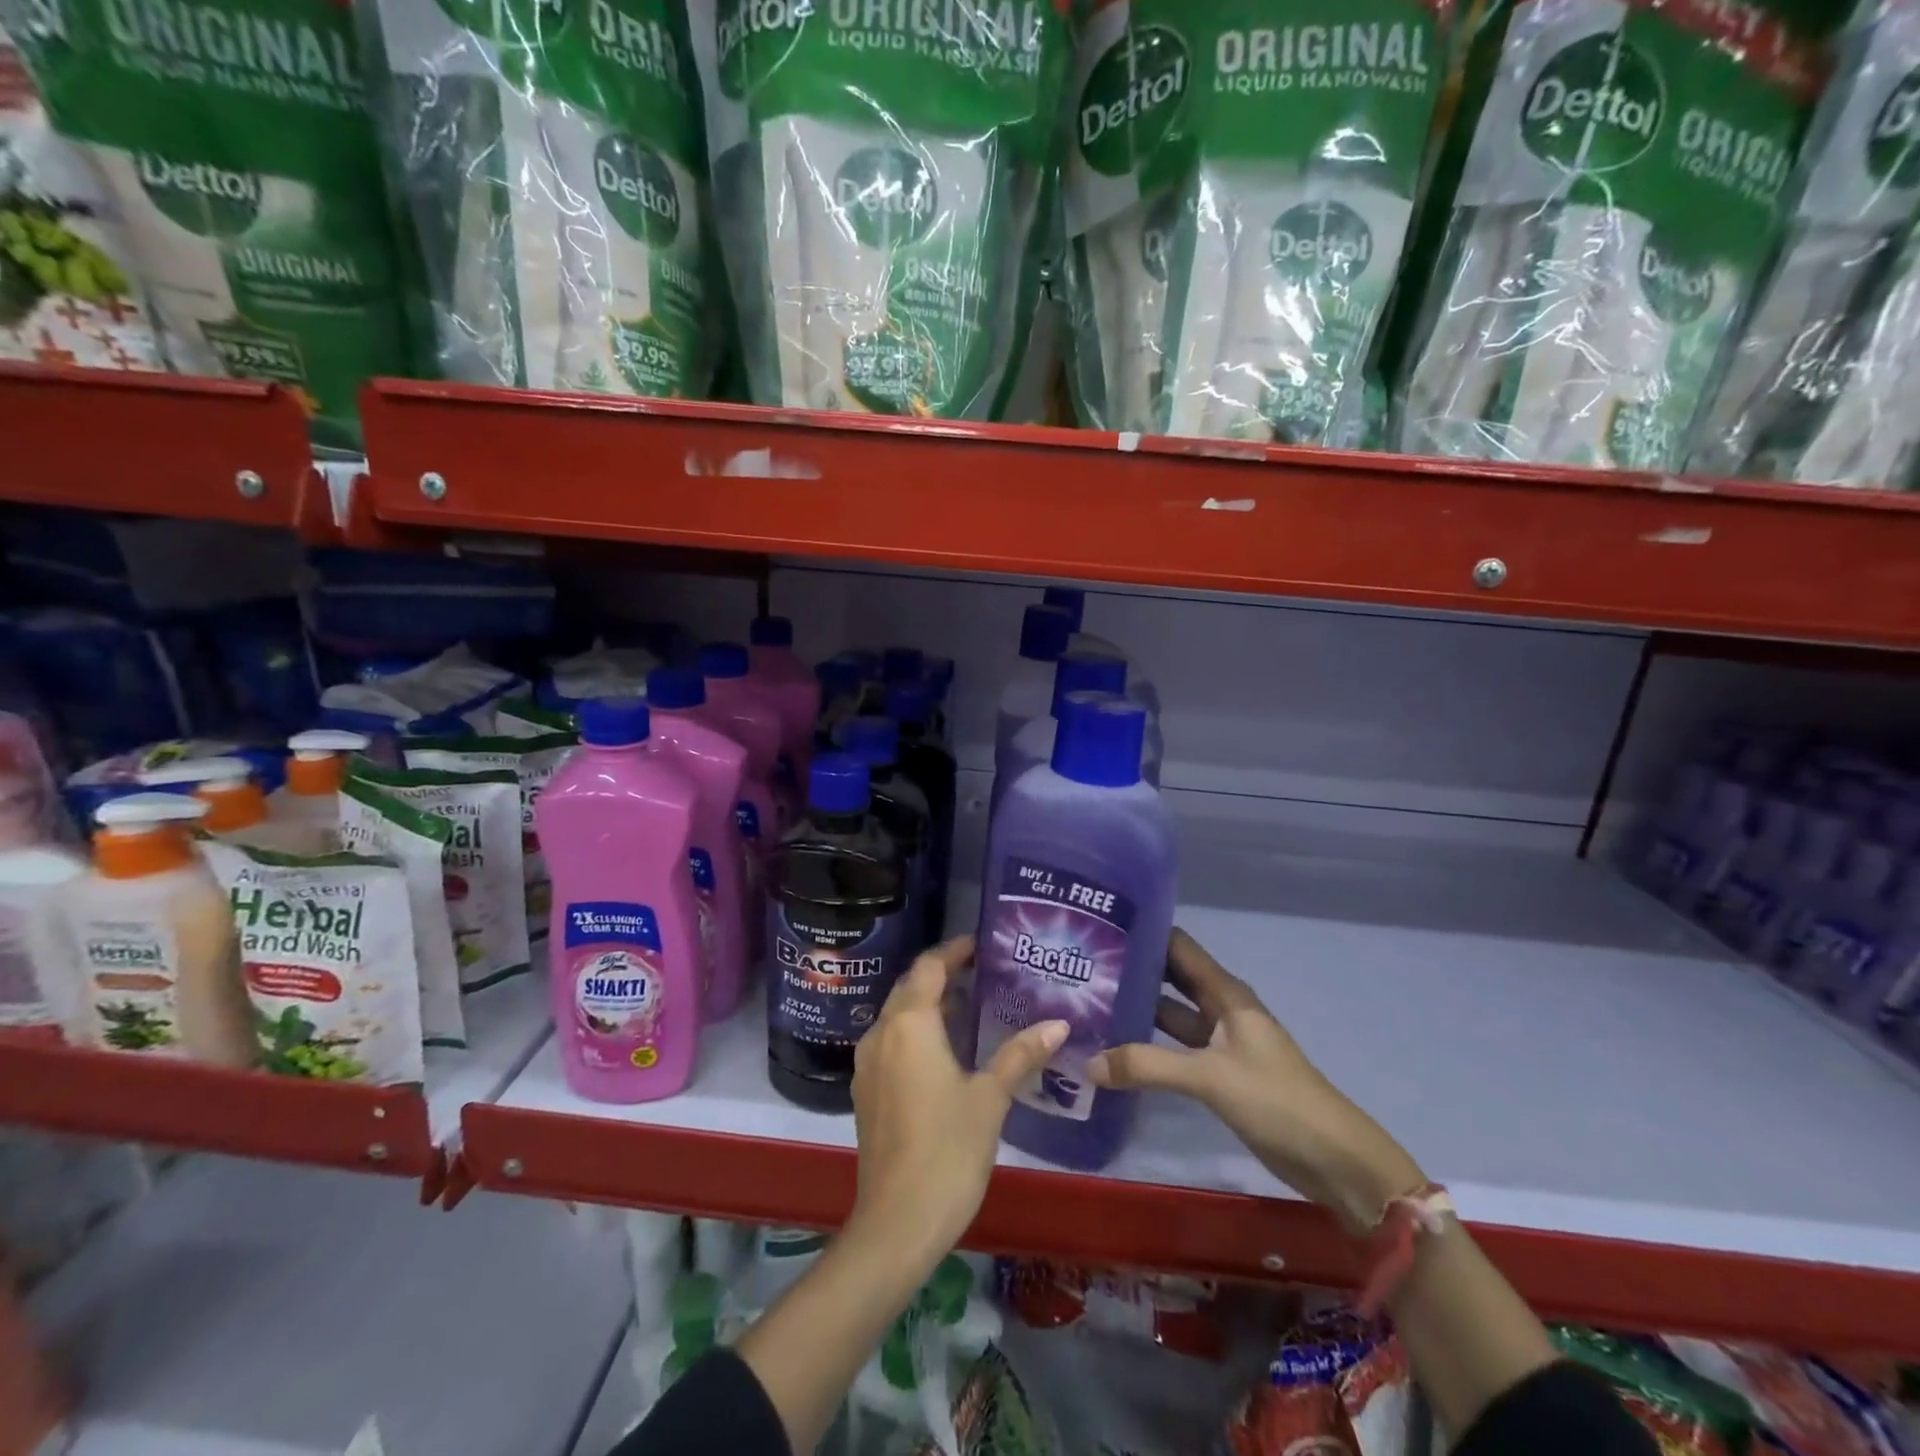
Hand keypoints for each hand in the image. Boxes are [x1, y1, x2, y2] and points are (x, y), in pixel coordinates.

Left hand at [849, 936, 1066, 1260]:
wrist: (896, 1222)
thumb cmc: (948, 1149)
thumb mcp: (991, 1098)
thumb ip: (1020, 1055)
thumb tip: (1058, 1025)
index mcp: (909, 1024)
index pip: (929, 967)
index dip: (953, 951)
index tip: (980, 946)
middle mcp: (880, 1033)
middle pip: (910, 987)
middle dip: (941, 975)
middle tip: (981, 973)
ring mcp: (867, 1064)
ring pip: (897, 1016)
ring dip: (927, 1005)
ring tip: (969, 1007)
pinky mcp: (865, 1091)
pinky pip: (890, 1043)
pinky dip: (915, 1033)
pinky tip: (944, 1052)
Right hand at [1087, 928, 1423, 1230]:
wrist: (1335, 1160)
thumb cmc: (1276, 1100)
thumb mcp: (1209, 1077)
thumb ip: (1147, 1066)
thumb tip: (1088, 1062)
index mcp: (1226, 992)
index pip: (1178, 945)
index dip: (1142, 933)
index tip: (1099, 929)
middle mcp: (1221, 1007)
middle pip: (1171, 977)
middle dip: (1133, 970)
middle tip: (1083, 966)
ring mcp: (1220, 1041)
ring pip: (1171, 1013)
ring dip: (1138, 1007)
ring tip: (1089, 1002)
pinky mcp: (1219, 1072)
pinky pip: (1176, 1047)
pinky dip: (1149, 1044)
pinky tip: (1117, 1048)